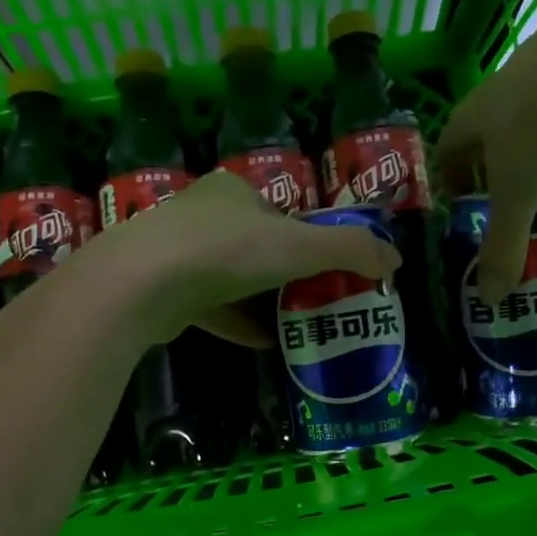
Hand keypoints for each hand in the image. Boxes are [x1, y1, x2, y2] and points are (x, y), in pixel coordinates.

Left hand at [90, 170, 399, 345]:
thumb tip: (396, 260)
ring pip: (230, 277)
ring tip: (294, 326)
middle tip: (316, 302)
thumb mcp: (300, 246)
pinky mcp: (162, 290)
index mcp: (234, 191)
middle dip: (285, 273)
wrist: (140, 285)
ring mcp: (177, 252)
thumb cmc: (226, 251)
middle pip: (256, 245)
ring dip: (261, 300)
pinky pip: (209, 306)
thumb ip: (351, 250)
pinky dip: (236, 322)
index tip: (328, 270)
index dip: (308, 239)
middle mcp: (203, 214)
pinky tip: (261, 344)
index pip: (281, 213)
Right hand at [434, 0, 536, 301]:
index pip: (449, 145)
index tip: (464, 200)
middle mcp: (505, 80)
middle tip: (517, 192)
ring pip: (535, 100)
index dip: (451, 174)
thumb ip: (504, 247)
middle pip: (490, 123)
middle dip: (499, 159)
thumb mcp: (520, 196)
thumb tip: (489, 300)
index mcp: (477, 114)